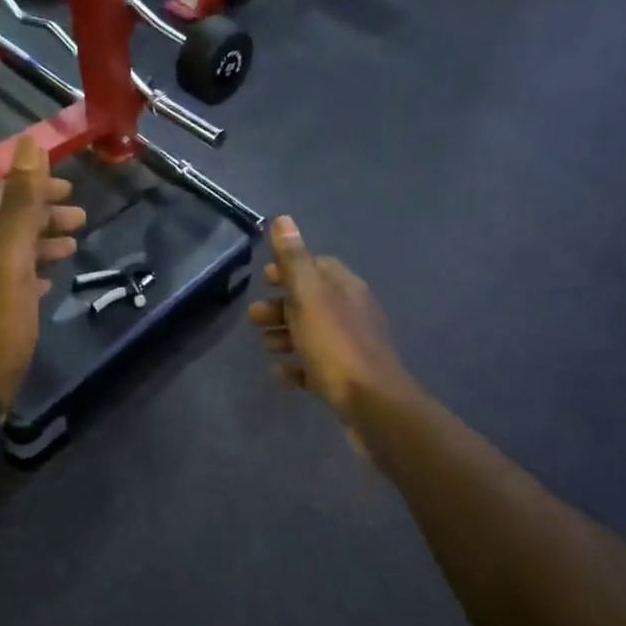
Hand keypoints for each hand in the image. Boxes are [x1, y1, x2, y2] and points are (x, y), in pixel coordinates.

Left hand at [0, 134, 85, 409]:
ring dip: (41, 242)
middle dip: (43, 214)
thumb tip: (28, 144)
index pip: (0, 194)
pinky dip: (31, 272)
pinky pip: (8, 280)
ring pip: (9, 251)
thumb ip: (21, 203)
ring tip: (73, 246)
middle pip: (6, 221)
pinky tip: (48, 282)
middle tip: (81, 218)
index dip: (34, 185)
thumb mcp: (10, 257)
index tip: (69, 189)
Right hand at [248, 217, 412, 451]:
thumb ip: (294, 260)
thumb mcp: (309, 297)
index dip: (290, 269)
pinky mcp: (347, 378)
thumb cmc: (336, 346)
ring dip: (286, 335)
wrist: (373, 406)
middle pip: (311, 301)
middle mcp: (353, 313)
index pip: (318, 266)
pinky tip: (282, 374)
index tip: (265, 278)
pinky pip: (317, 367)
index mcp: (346, 289)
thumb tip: (283, 219)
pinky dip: (298, 367)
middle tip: (253, 317)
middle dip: (281, 306)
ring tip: (265, 346)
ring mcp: (351, 347)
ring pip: (313, 334)